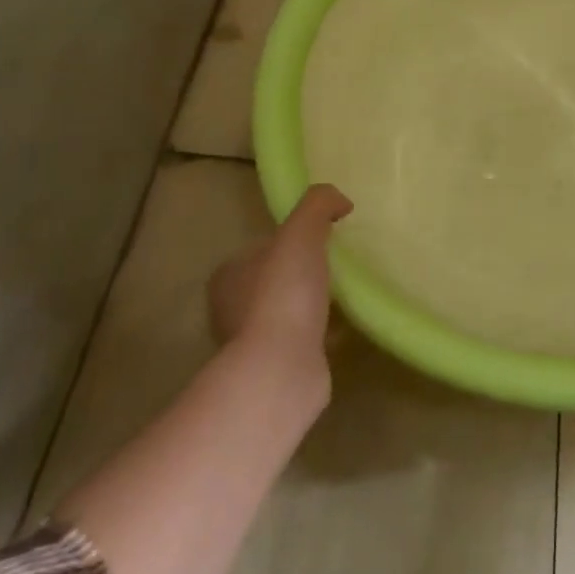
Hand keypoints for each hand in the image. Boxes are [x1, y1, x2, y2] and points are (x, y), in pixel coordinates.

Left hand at [207, 184, 351, 362]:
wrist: (282, 370)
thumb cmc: (284, 294)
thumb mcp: (301, 232)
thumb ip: (319, 204)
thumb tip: (340, 202)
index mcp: (229, 276)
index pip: (261, 248)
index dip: (290, 240)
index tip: (320, 240)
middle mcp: (231, 310)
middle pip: (275, 279)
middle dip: (302, 274)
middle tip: (337, 266)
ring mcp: (252, 344)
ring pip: (288, 312)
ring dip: (312, 305)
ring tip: (346, 296)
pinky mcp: (276, 369)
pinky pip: (304, 340)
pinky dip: (323, 333)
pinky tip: (346, 327)